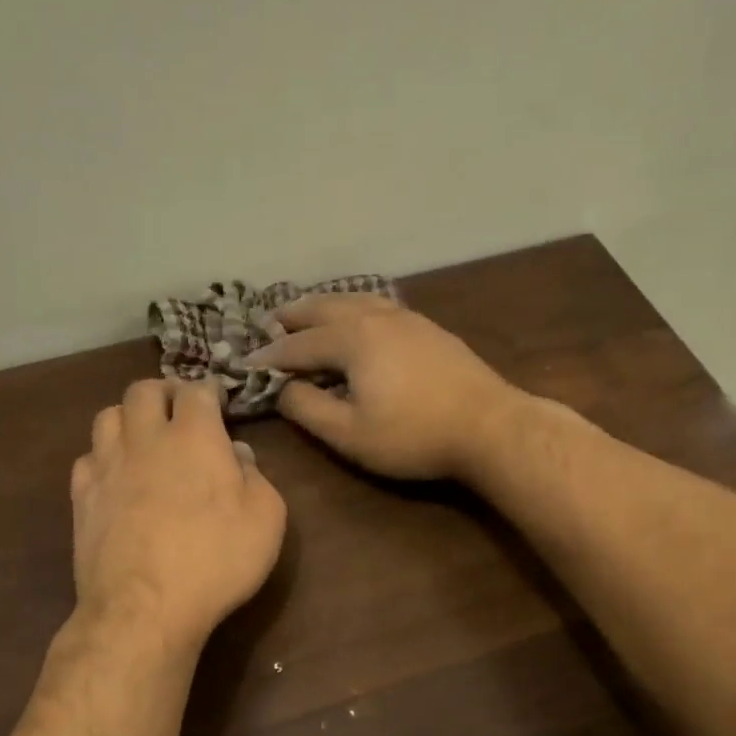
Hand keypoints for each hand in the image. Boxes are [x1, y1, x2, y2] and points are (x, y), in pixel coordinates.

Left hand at [71, 379, 285, 650]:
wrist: (145, 608)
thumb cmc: (217, 560)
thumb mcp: (266, 518)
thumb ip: (256, 476)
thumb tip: (236, 454)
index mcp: (195, 437)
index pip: (197, 391)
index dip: (209, 391)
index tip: (218, 402)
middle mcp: (146, 439)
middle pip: (143, 390)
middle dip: (164, 392)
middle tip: (179, 410)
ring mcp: (107, 466)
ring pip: (108, 415)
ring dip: (129, 417)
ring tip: (144, 437)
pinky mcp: (82, 496)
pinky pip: (87, 456)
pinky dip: (103, 456)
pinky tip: (116, 475)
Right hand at [245, 295, 522, 480]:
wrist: (489, 426)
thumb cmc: (414, 435)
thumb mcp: (350, 434)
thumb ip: (308, 410)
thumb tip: (284, 389)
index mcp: (352, 339)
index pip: (299, 346)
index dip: (270, 356)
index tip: (246, 363)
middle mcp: (376, 317)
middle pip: (325, 309)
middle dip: (294, 316)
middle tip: (271, 322)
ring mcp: (407, 319)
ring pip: (355, 300)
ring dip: (326, 306)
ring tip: (310, 313)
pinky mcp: (430, 329)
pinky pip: (379, 306)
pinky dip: (356, 308)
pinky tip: (360, 319)